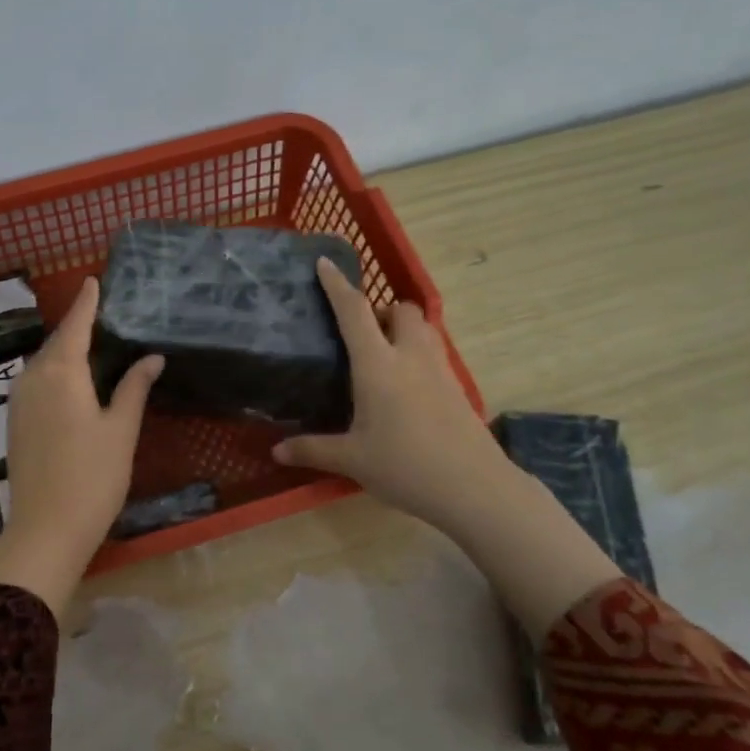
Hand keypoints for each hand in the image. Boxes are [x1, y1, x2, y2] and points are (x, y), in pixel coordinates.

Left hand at [0, 276, 162, 624]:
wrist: (45, 529)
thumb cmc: (92, 476)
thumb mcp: (120, 430)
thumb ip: (134, 388)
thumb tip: (151, 357)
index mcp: (61, 373)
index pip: (76, 325)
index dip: (86, 302)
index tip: (92, 280)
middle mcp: (33, 378)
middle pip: (57, 342)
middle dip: (77, 325)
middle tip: (101, 311)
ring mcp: (18, 401)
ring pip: (44, 363)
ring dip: (65, 349)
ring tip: (91, 342)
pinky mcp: (14, 422)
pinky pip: (36, 382)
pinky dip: (55, 371)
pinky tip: (71, 380)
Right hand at [272, 259, 514, 537]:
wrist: (474, 488)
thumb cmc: (405, 466)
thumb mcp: (352, 460)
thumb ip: (312, 450)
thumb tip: (275, 451)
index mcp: (378, 365)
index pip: (354, 312)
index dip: (337, 285)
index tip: (325, 263)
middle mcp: (410, 357)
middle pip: (402, 310)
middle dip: (382, 309)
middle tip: (362, 332)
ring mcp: (439, 371)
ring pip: (424, 329)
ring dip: (403, 328)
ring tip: (382, 355)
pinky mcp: (456, 389)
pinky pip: (434, 354)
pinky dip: (417, 354)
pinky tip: (404, 387)